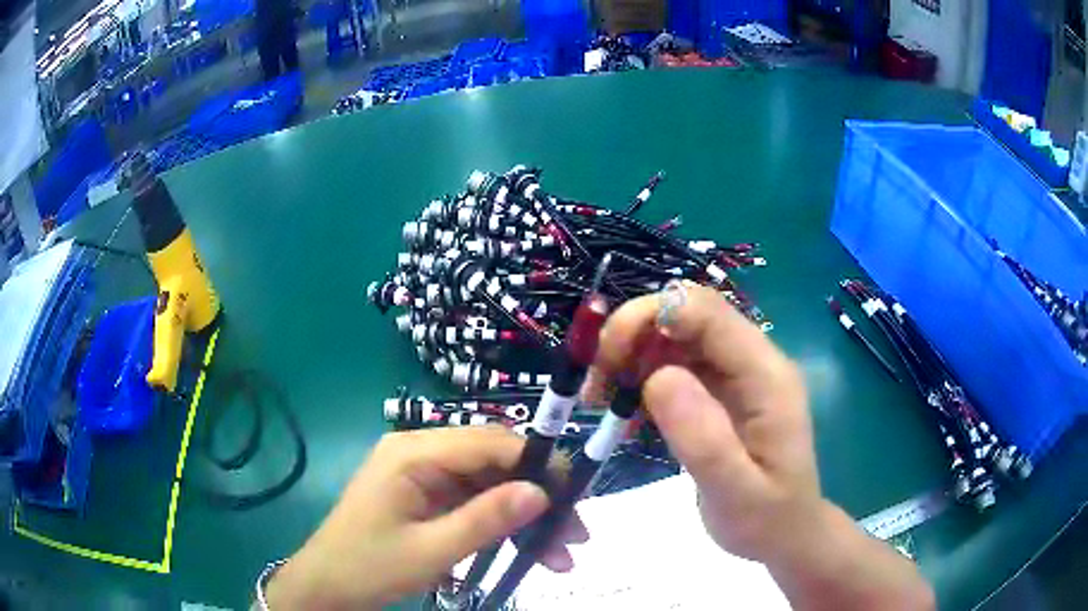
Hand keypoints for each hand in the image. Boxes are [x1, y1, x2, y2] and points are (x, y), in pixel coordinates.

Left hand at [265, 427, 587, 609]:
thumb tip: (542, 492)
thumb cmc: (370, 567)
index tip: (575, 494)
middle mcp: (419, 452)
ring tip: (560, 555)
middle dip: (537, 497)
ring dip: (525, 517)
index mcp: (413, 453)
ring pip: (489, 484)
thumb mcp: (432, 551)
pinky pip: (473, 501)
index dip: (537, 463)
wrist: (327, 586)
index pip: (489, 442)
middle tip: (574, 534)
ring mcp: (422, 474)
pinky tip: (527, 551)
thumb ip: (486, 520)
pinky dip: (501, 525)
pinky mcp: (424, 496)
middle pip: (494, 462)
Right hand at [593, 284, 933, 609]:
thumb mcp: (734, 493)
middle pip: (687, 314)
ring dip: (632, 355)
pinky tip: (626, 412)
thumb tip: (658, 377)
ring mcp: (736, 374)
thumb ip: (703, 439)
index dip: (652, 316)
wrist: (787, 532)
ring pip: (675, 335)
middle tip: (598, 383)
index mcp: (766, 375)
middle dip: (633, 333)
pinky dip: (641, 377)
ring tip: (602, 400)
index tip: (608, 359)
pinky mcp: (720, 390)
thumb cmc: (766, 519)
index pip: (708, 311)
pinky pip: (674, 364)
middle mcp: (753, 361)